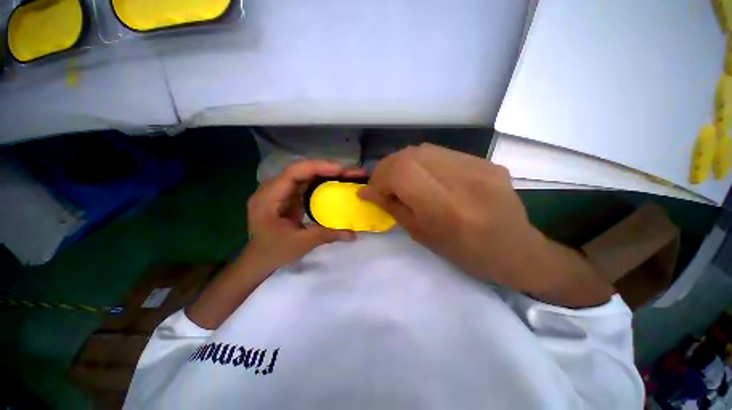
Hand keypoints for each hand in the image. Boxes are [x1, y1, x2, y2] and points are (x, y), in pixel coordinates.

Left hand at [246, 159, 362, 271]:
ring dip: (324, 172)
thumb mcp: (301, 244)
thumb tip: (353, 235)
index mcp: (268, 198)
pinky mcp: (287, 196)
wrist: (259, 260)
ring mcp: (279, 191)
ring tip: (345, 174)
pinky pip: (304, 183)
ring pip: (303, 174)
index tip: (340, 170)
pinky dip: (320, 181)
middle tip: (349, 171)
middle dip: (326, 168)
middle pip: (300, 170)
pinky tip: (334, 182)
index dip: (317, 167)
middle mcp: (272, 189)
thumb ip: (327, 235)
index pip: (293, 173)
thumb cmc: (274, 252)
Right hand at [359, 144, 612, 306]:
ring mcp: (479, 166)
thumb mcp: (422, 236)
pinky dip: (423, 162)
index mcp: (447, 208)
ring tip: (400, 179)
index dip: (380, 177)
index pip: (402, 172)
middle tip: (383, 184)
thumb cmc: (464, 253)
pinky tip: (424, 176)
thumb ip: (392, 208)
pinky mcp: (486, 162)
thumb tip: (366, 192)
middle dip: (388, 168)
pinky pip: (442, 153)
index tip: (372, 190)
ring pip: (424, 149)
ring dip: (403, 163)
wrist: (515, 250)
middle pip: (411, 155)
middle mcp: (464, 180)